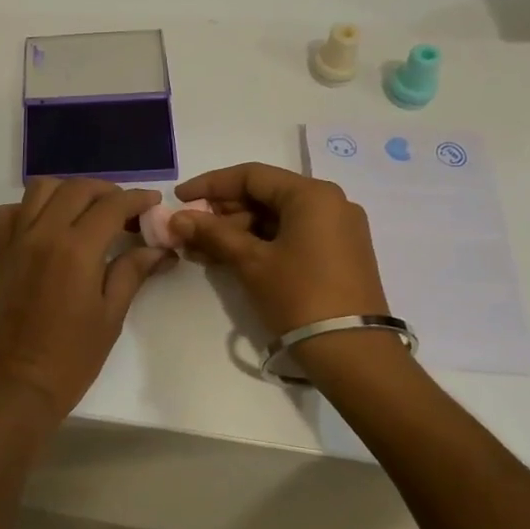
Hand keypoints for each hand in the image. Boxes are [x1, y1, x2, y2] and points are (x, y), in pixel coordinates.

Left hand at [0, 178, 178, 419]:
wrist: (13, 387)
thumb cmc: (69, 359)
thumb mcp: (110, 316)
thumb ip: (132, 273)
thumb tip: (161, 250)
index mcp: (76, 248)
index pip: (111, 205)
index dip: (137, 199)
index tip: (154, 203)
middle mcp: (43, 234)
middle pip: (77, 188)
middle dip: (107, 191)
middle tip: (128, 211)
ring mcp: (16, 242)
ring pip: (40, 190)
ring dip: (69, 191)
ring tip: (89, 212)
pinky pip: (9, 214)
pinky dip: (29, 208)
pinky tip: (47, 227)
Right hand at [172, 163, 388, 334]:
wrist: (353, 353)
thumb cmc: (299, 296)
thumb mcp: (251, 262)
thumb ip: (213, 234)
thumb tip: (176, 218)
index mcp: (312, 194)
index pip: (251, 176)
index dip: (210, 185)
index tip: (179, 198)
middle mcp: (330, 203)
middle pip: (264, 196)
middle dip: (222, 213)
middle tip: (188, 232)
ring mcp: (337, 229)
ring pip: (276, 219)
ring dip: (237, 232)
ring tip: (201, 251)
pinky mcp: (338, 254)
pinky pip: (291, 236)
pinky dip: (260, 244)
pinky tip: (229, 259)